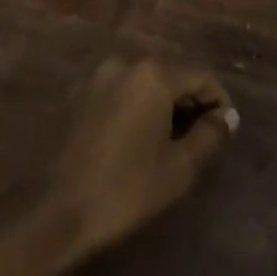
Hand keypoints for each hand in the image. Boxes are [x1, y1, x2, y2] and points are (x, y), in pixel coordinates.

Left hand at [42, 58, 238, 260]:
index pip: (200, 77)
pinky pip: (118, 94)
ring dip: (160, 107)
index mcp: (152, 75)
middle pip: (170, 76)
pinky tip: (134, 143)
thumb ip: (208, 136)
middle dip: (189, 104)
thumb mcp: (178, 169)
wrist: (50, 211)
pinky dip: (134, 110)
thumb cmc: (123, 190)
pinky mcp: (75, 95)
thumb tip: (227, 117)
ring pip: (142, 85)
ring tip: (168, 144)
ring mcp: (95, 77)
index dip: (218, 101)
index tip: (225, 130)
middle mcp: (124, 64)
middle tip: (199, 140)